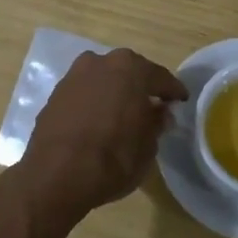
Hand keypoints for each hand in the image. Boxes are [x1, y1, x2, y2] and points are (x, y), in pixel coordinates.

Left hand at [13, 48, 187, 227]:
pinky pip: (85, 93)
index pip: (160, 77)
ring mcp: (74, 76)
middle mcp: (100, 62)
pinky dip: (95, 102)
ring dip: (115, 93)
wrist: (56, 175)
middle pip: (130, 73)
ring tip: (124, 115)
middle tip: (153, 107)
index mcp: (130, 68)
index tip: (181, 101)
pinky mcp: (55, 94)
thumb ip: (156, 123)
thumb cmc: (112, 158)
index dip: (173, 92)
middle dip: (142, 88)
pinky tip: (99, 121)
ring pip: (104, 80)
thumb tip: (160, 113)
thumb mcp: (147, 146)